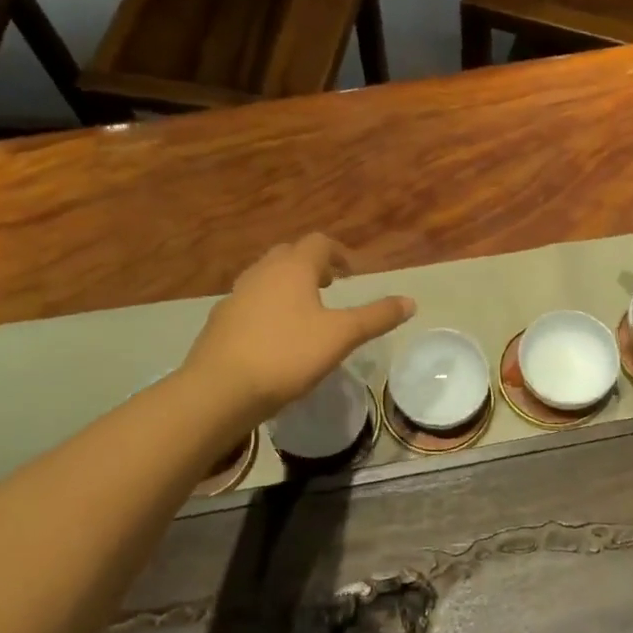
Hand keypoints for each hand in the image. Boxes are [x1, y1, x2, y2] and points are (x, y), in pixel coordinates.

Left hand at [184, 234, 414, 422]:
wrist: (220, 389)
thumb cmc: (287, 355)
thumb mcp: (341, 336)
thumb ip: (376, 317)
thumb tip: (411, 301)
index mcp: (292, 267)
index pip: (319, 243)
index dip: (339, 254)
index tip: (352, 274)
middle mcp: (262, 272)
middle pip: (290, 255)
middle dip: (313, 266)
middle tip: (330, 287)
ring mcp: (237, 294)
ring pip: (267, 277)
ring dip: (289, 285)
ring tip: (305, 311)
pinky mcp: (221, 320)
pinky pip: (251, 301)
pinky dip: (268, 307)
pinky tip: (275, 336)